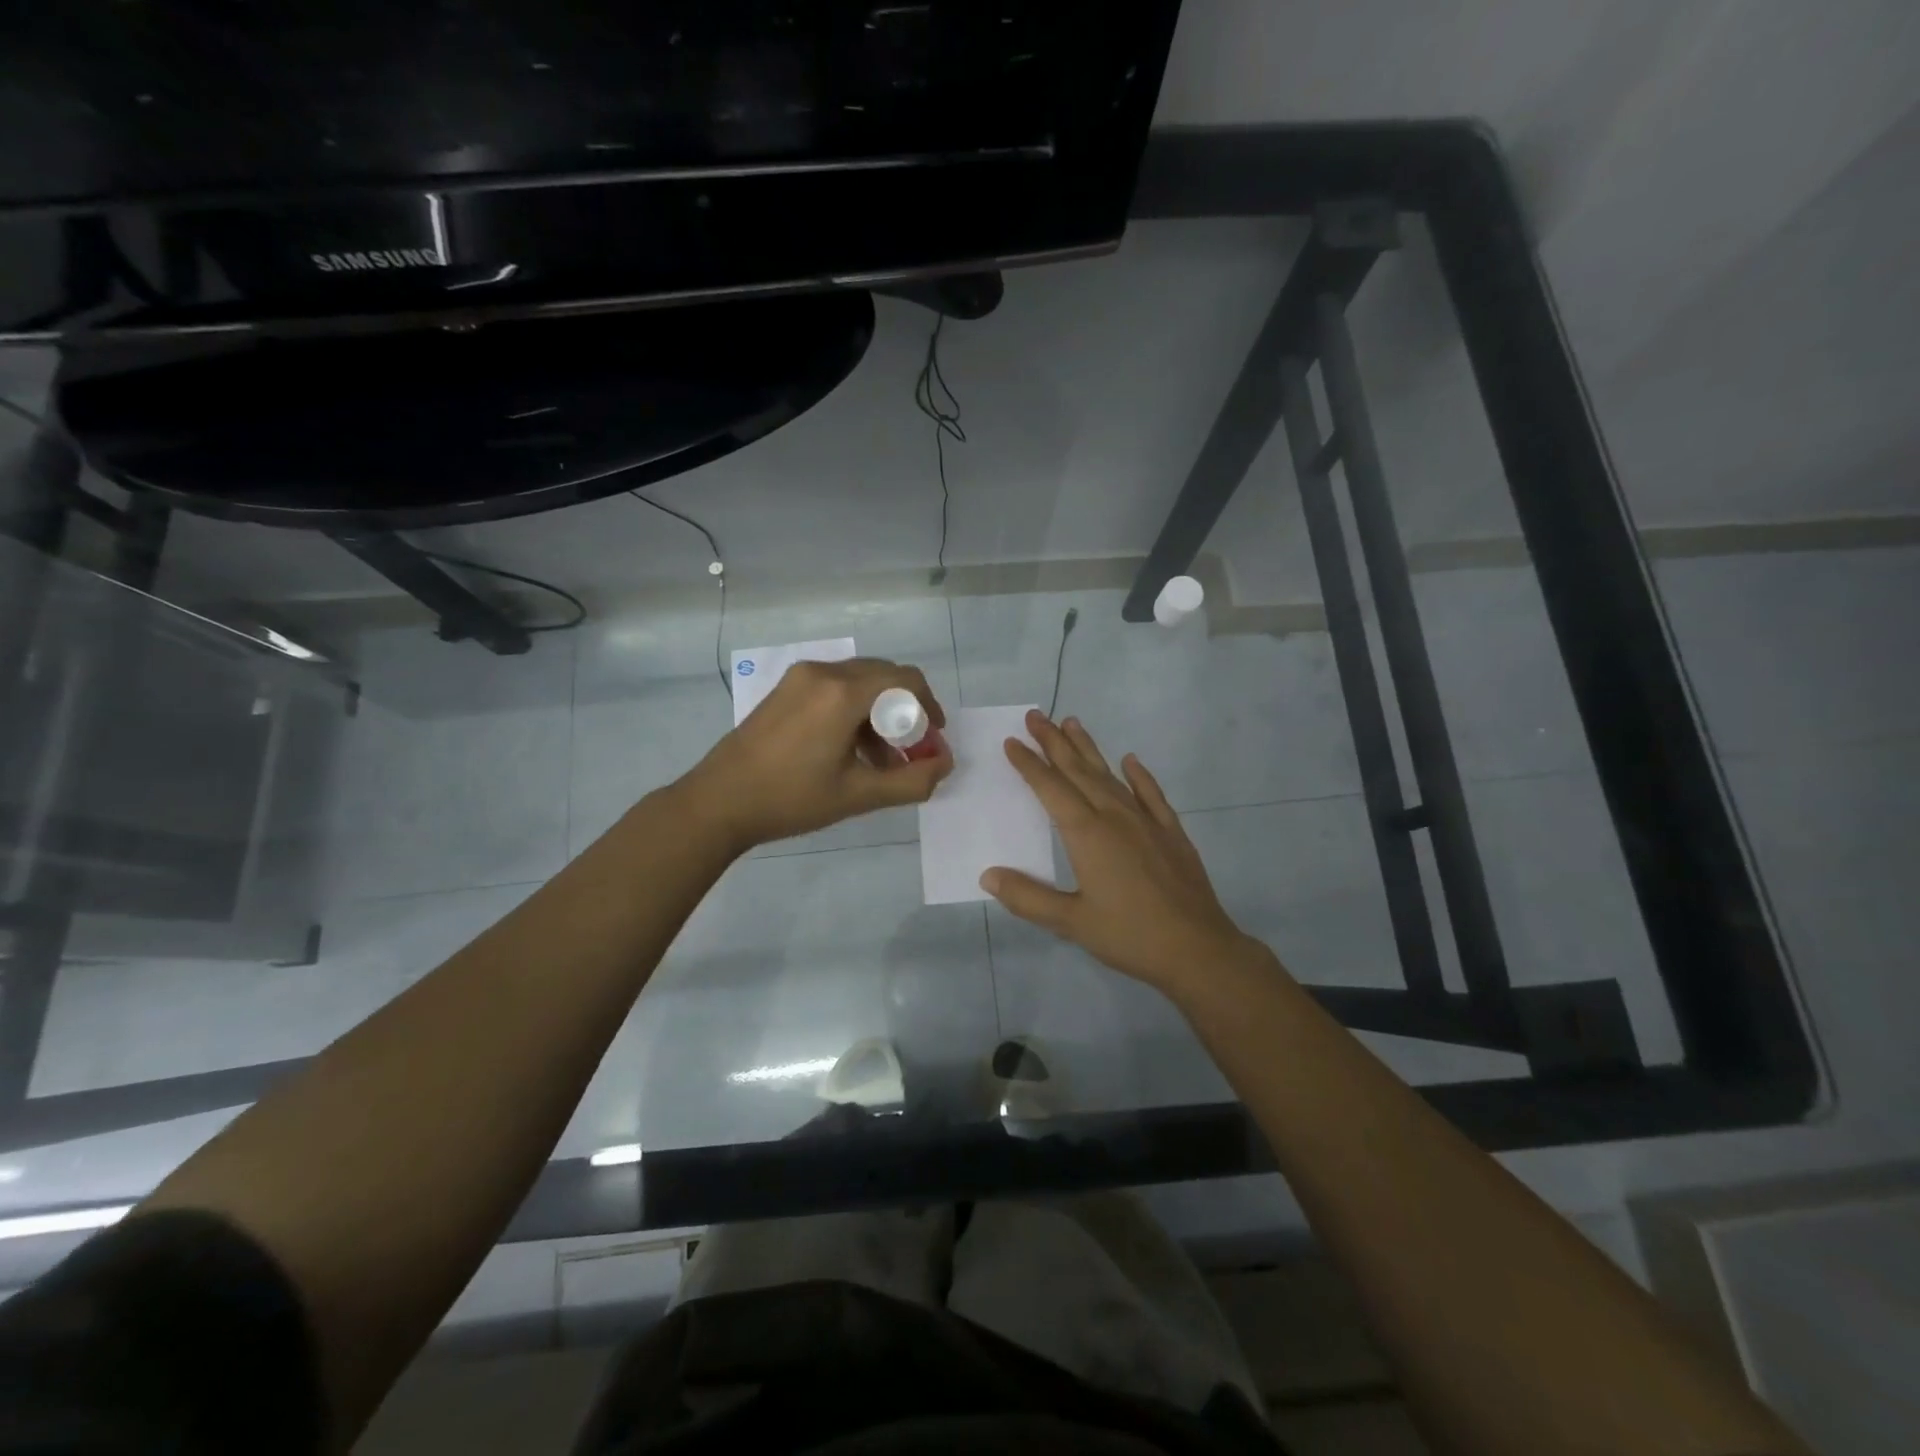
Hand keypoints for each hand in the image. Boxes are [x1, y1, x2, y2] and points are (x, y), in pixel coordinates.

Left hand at [680, 658, 951, 852]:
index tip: (933, 739)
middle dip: (906, 710)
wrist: (719, 802)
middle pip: (884, 676)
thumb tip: (944, 764)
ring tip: (882, 757)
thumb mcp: (858, 795)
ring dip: (880, 712)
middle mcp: (824, 672)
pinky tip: (850, 747)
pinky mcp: (786, 688)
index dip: (929, 707)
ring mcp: (801, 677)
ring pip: (859, 681)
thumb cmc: (792, 799)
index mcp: (843, 692)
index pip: (906, 680)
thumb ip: (911, 781)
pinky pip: (835, 687)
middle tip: (911, 749)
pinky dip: (854, 709)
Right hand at [981, 711, 1268, 998]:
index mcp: (1087, 834)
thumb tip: (988, 875)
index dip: (1029, 764)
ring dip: (1089, 749)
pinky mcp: (1171, 833)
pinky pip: (1151, 795)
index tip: (1012, 741)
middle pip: (1078, 771)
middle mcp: (1115, 817)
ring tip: (1072, 723)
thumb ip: (1027, 897)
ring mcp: (1146, 821)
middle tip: (1036, 715)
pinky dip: (1139, 776)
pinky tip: (1131, 761)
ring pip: (1110, 776)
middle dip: (1054, 742)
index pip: (1050, 789)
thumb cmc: (1129, 936)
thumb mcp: (1071, 922)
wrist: (1197, 949)